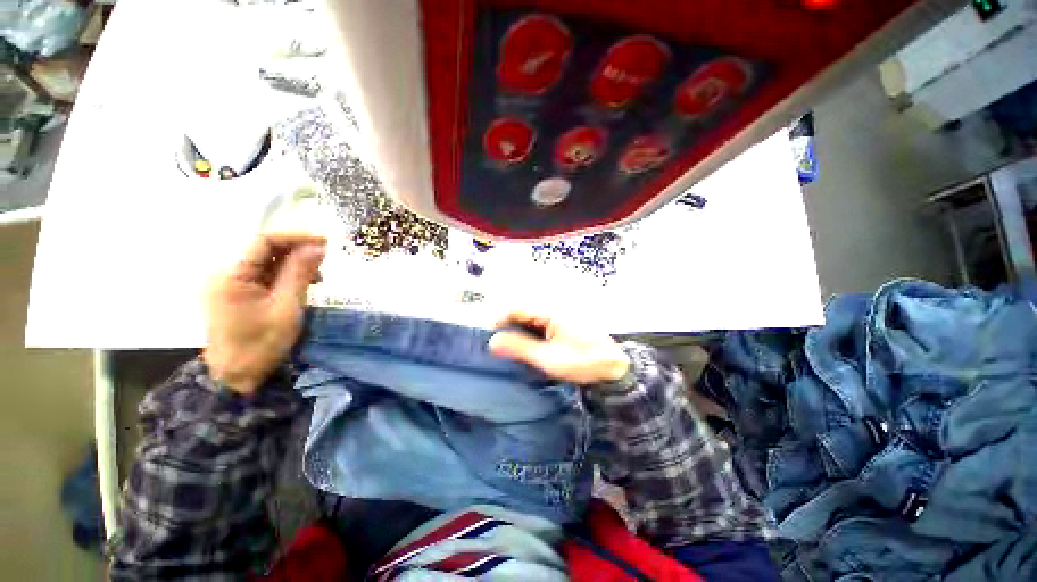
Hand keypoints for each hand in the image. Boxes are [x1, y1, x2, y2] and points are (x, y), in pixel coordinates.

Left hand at [202, 233, 325, 393]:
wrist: (237, 377)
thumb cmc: (261, 344)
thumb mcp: (286, 307)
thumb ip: (300, 273)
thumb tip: (318, 246)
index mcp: (232, 275)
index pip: (264, 241)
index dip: (296, 237)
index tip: (326, 242)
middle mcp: (227, 274)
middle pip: (266, 251)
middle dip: (299, 253)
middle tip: (326, 264)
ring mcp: (232, 284)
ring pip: (268, 263)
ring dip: (296, 266)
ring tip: (318, 280)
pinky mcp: (239, 294)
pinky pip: (266, 276)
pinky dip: (287, 277)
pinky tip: (303, 286)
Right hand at [488, 310, 630, 385]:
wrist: (614, 368)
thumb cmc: (583, 363)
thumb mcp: (549, 359)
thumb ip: (520, 348)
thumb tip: (493, 341)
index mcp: (551, 311)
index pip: (516, 308)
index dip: (499, 320)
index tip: (488, 337)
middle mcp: (554, 307)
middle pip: (522, 311)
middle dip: (507, 326)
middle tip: (497, 346)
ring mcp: (559, 314)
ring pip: (529, 317)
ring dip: (517, 330)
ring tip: (508, 348)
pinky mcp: (563, 322)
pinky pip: (539, 323)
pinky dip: (529, 333)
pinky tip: (527, 347)